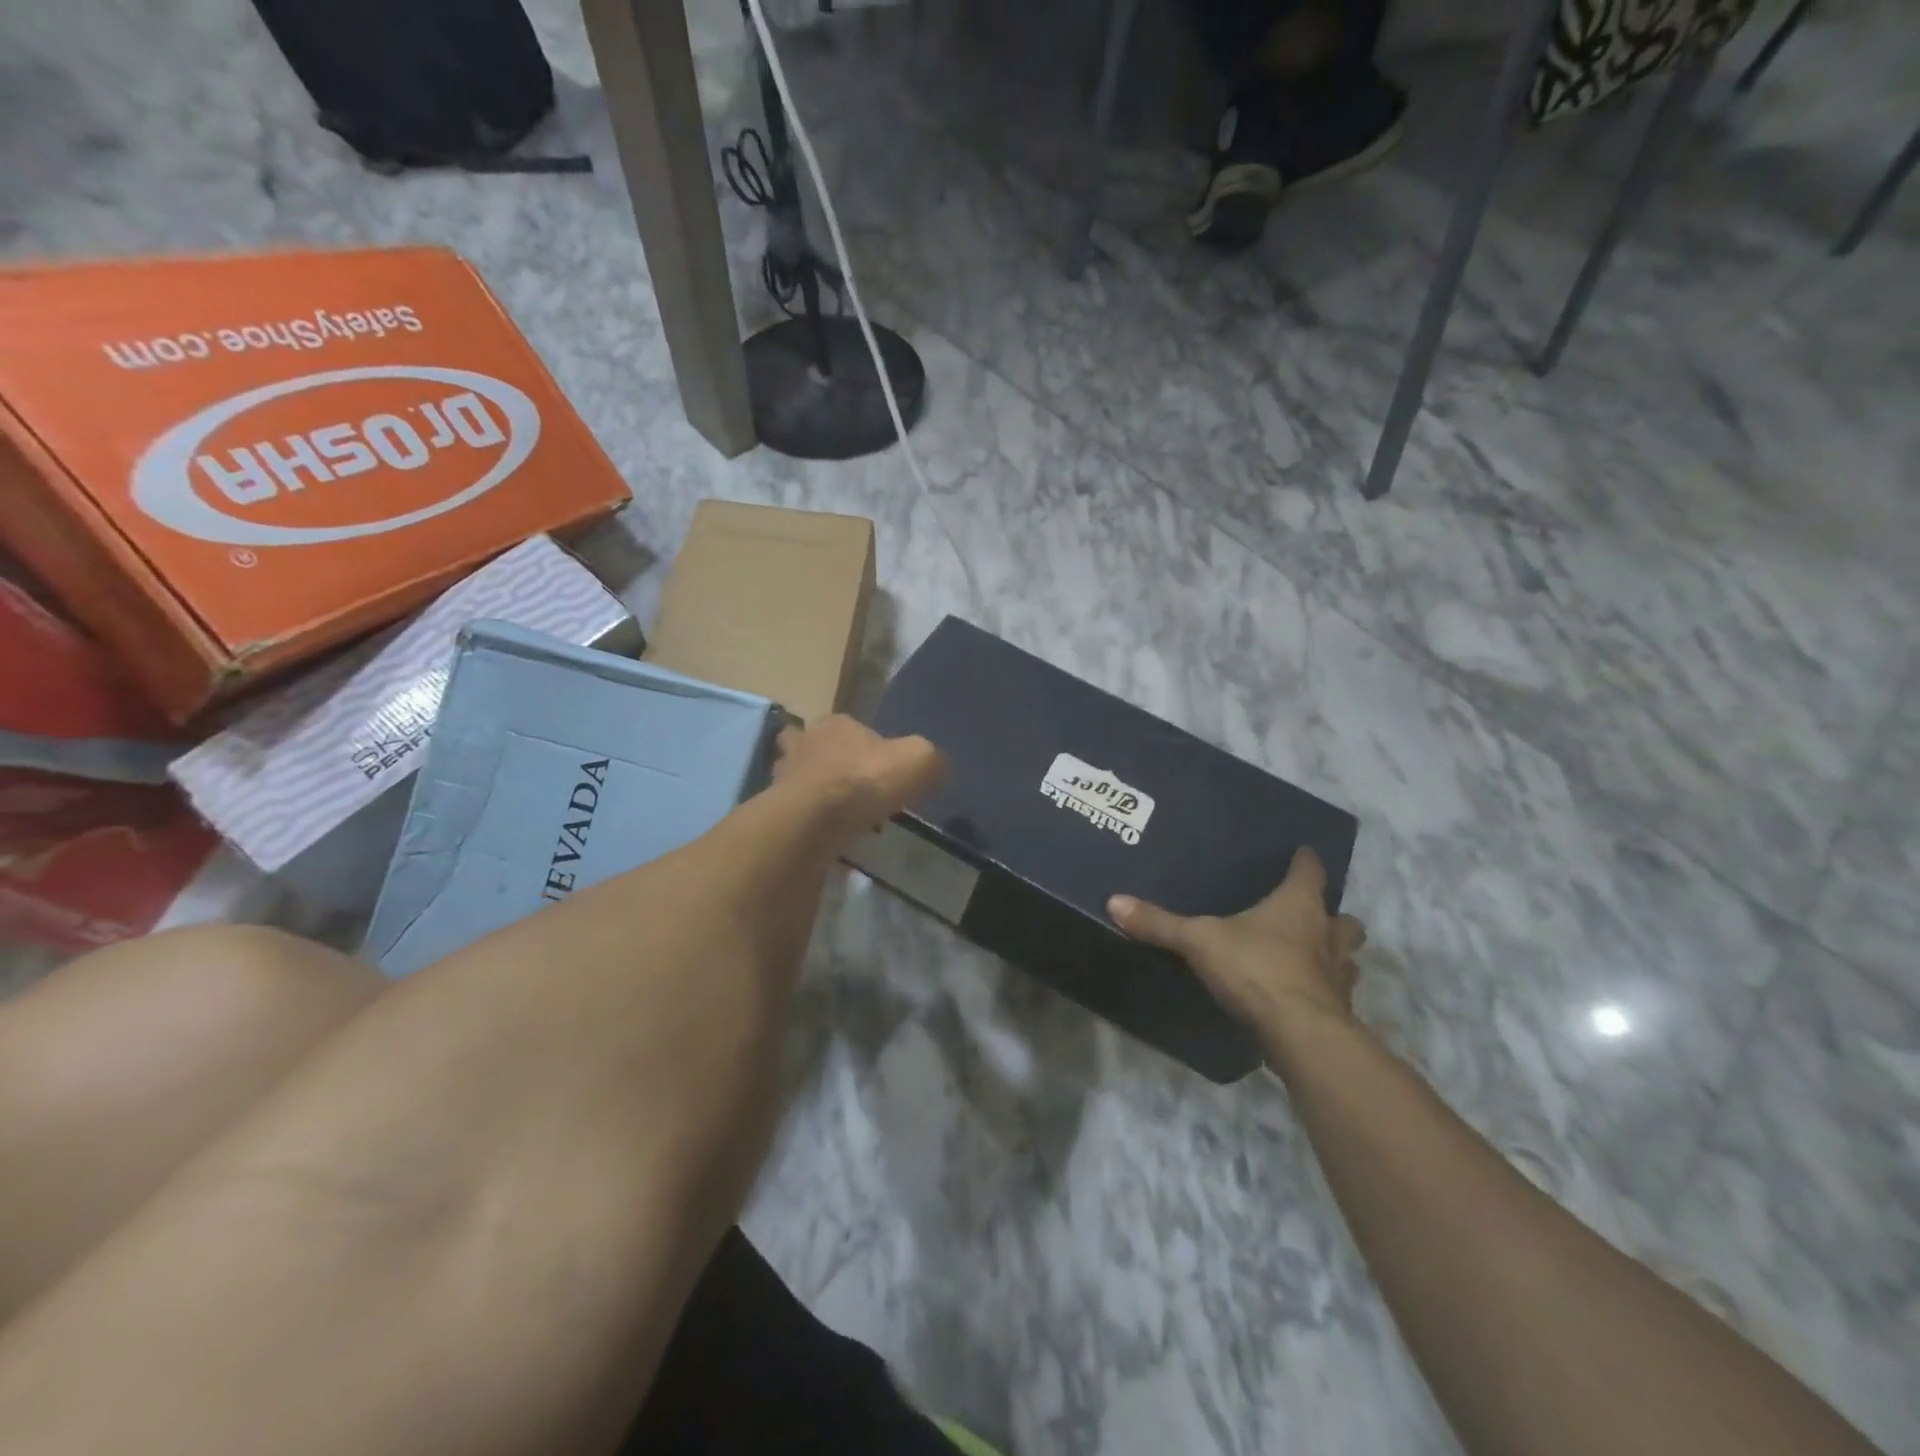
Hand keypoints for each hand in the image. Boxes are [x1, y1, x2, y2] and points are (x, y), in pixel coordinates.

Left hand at [773, 716, 945, 839]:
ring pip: (795, 776)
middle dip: (823, 759)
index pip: (845, 724)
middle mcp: (802, 742)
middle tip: (846, 784)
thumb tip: (936, 768)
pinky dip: (805, 819)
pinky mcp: (773, 809)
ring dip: (811, 790)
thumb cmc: (866, 780)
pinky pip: (793, 810)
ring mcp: (782, 776)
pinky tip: (823, 834)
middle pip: (809, 744)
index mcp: (835, 724)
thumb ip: (930, 760)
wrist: (814, 821)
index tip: (875, 765)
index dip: (859, 741)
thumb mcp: (918, 762)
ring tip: (833, 812)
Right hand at [1108, 847, 1365, 1046]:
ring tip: (1312, 956)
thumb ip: (1160, 923)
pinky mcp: (1338, 1011)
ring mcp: (1338, 976)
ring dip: (1335, 954)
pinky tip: (1303, 996)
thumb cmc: (1256, 969)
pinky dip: (1324, 991)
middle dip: (1332, 915)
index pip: (1309, 871)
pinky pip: (1336, 993)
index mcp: (1298, 905)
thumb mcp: (1199, 941)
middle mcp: (1326, 935)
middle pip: (1343, 918)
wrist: (1300, 1034)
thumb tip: (1114, 901)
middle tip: (1311, 915)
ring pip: (1347, 957)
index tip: (1303, 853)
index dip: (1306, 861)